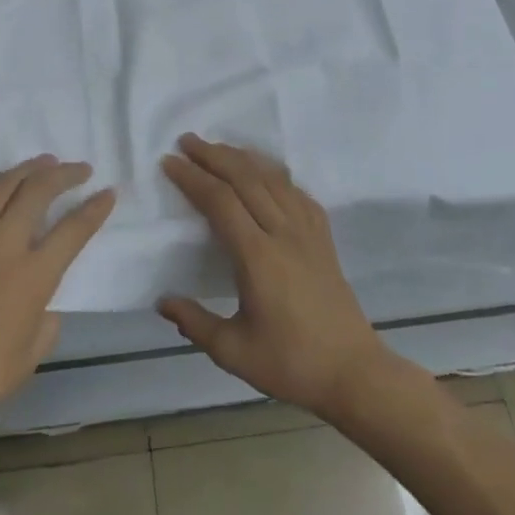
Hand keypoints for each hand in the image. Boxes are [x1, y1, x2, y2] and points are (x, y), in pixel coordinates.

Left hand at [0, 156, 113, 440]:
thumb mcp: (32, 353)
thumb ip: (47, 319)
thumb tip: (43, 302)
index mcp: (34, 276)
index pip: (74, 229)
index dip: (95, 208)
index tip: (108, 193)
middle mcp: (4, 245)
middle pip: (39, 192)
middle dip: (65, 174)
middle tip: (79, 170)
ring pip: (3, 186)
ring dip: (28, 169)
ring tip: (44, 162)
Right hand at [158, 134, 392, 419]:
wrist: (353, 372)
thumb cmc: (291, 363)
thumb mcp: (234, 351)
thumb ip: (194, 323)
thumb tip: (162, 301)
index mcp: (258, 257)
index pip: (220, 202)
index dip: (193, 178)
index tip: (170, 162)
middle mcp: (283, 233)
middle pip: (245, 179)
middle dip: (214, 155)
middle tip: (187, 141)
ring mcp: (308, 232)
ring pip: (273, 178)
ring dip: (243, 158)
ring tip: (219, 148)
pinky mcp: (323, 237)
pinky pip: (297, 192)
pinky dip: (275, 174)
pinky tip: (265, 173)